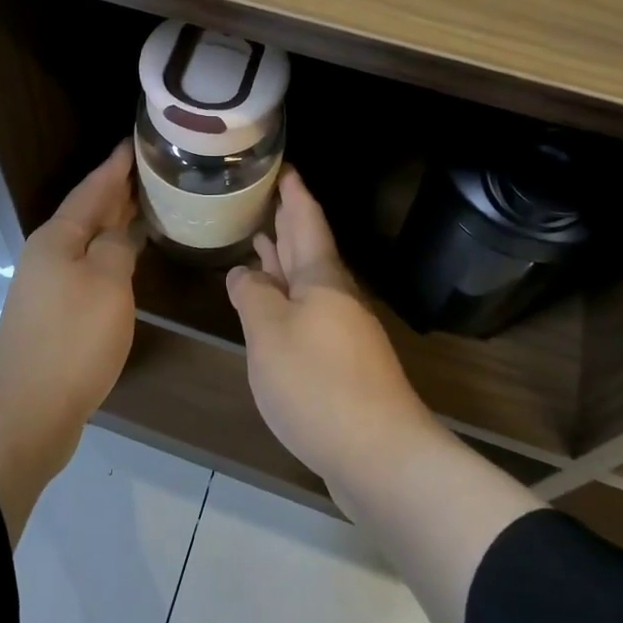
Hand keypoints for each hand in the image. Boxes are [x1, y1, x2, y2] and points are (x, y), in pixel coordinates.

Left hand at [0, 139, 143, 438]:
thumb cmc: (71, 340)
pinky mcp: (54, 315)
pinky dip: (110, 256)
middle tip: (149, 171)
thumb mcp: (107, 284)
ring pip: (88, 242)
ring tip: (145, 207)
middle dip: (115, 191)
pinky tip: (127, 261)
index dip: (114, 166)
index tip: (134, 143)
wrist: (26, 411)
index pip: (92, 189)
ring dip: (113, 224)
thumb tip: (118, 234)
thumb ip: (117, 247)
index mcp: (58, 238)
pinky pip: (87, 269)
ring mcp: (48, 286)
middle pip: (86, 213)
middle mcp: (48, 255)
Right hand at [226, 170, 437, 486]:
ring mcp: (341, 331)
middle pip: (309, 248)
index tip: (284, 166)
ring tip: (259, 239)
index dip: (294, 193)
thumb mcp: (269, 333)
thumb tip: (243, 273)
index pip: (306, 221)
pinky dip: (286, 298)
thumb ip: (252, 297)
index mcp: (321, 279)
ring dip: (283, 259)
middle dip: (288, 221)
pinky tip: (270, 306)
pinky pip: (307, 313)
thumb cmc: (317, 383)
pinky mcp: (340, 363)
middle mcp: (335, 297)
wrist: (379, 455)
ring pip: (306, 282)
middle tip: (266, 195)